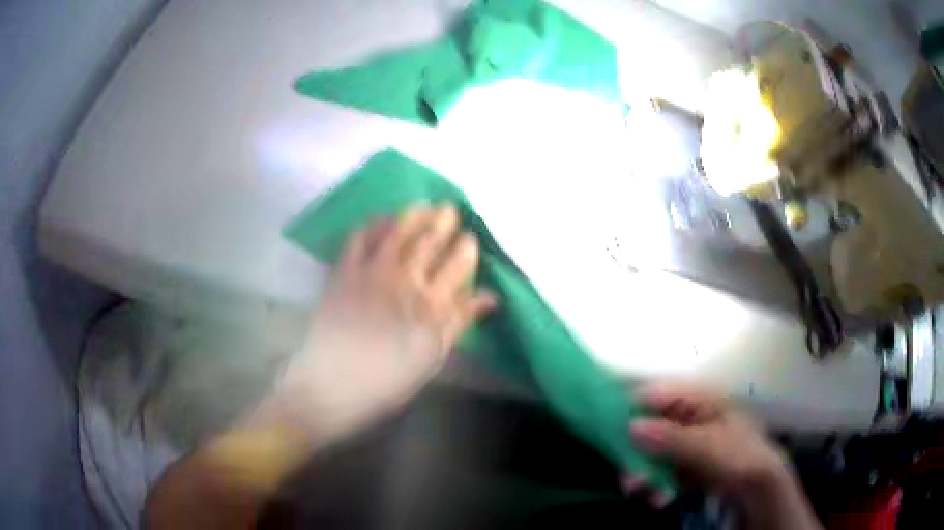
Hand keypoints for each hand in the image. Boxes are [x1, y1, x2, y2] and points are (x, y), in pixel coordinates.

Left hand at [272, 205, 497, 444]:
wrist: (334, 384)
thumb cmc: (390, 379)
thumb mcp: (432, 356)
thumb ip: (460, 321)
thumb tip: (489, 296)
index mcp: (432, 303)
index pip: (457, 264)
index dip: (466, 248)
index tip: (470, 239)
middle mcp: (405, 278)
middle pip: (430, 240)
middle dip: (444, 221)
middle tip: (450, 209)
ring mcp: (372, 270)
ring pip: (398, 231)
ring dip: (413, 214)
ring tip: (424, 205)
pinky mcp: (344, 270)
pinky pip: (359, 237)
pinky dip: (372, 224)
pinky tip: (382, 220)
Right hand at [628, 382, 787, 498]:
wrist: (758, 484)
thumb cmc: (737, 453)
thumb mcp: (705, 446)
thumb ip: (668, 437)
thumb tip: (629, 426)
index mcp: (697, 400)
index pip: (656, 394)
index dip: (630, 408)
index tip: (606, 429)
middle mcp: (688, 417)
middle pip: (650, 427)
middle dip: (635, 453)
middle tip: (626, 476)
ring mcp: (687, 441)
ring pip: (653, 452)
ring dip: (645, 474)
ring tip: (641, 493)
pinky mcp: (685, 463)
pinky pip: (662, 470)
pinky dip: (657, 484)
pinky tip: (659, 499)